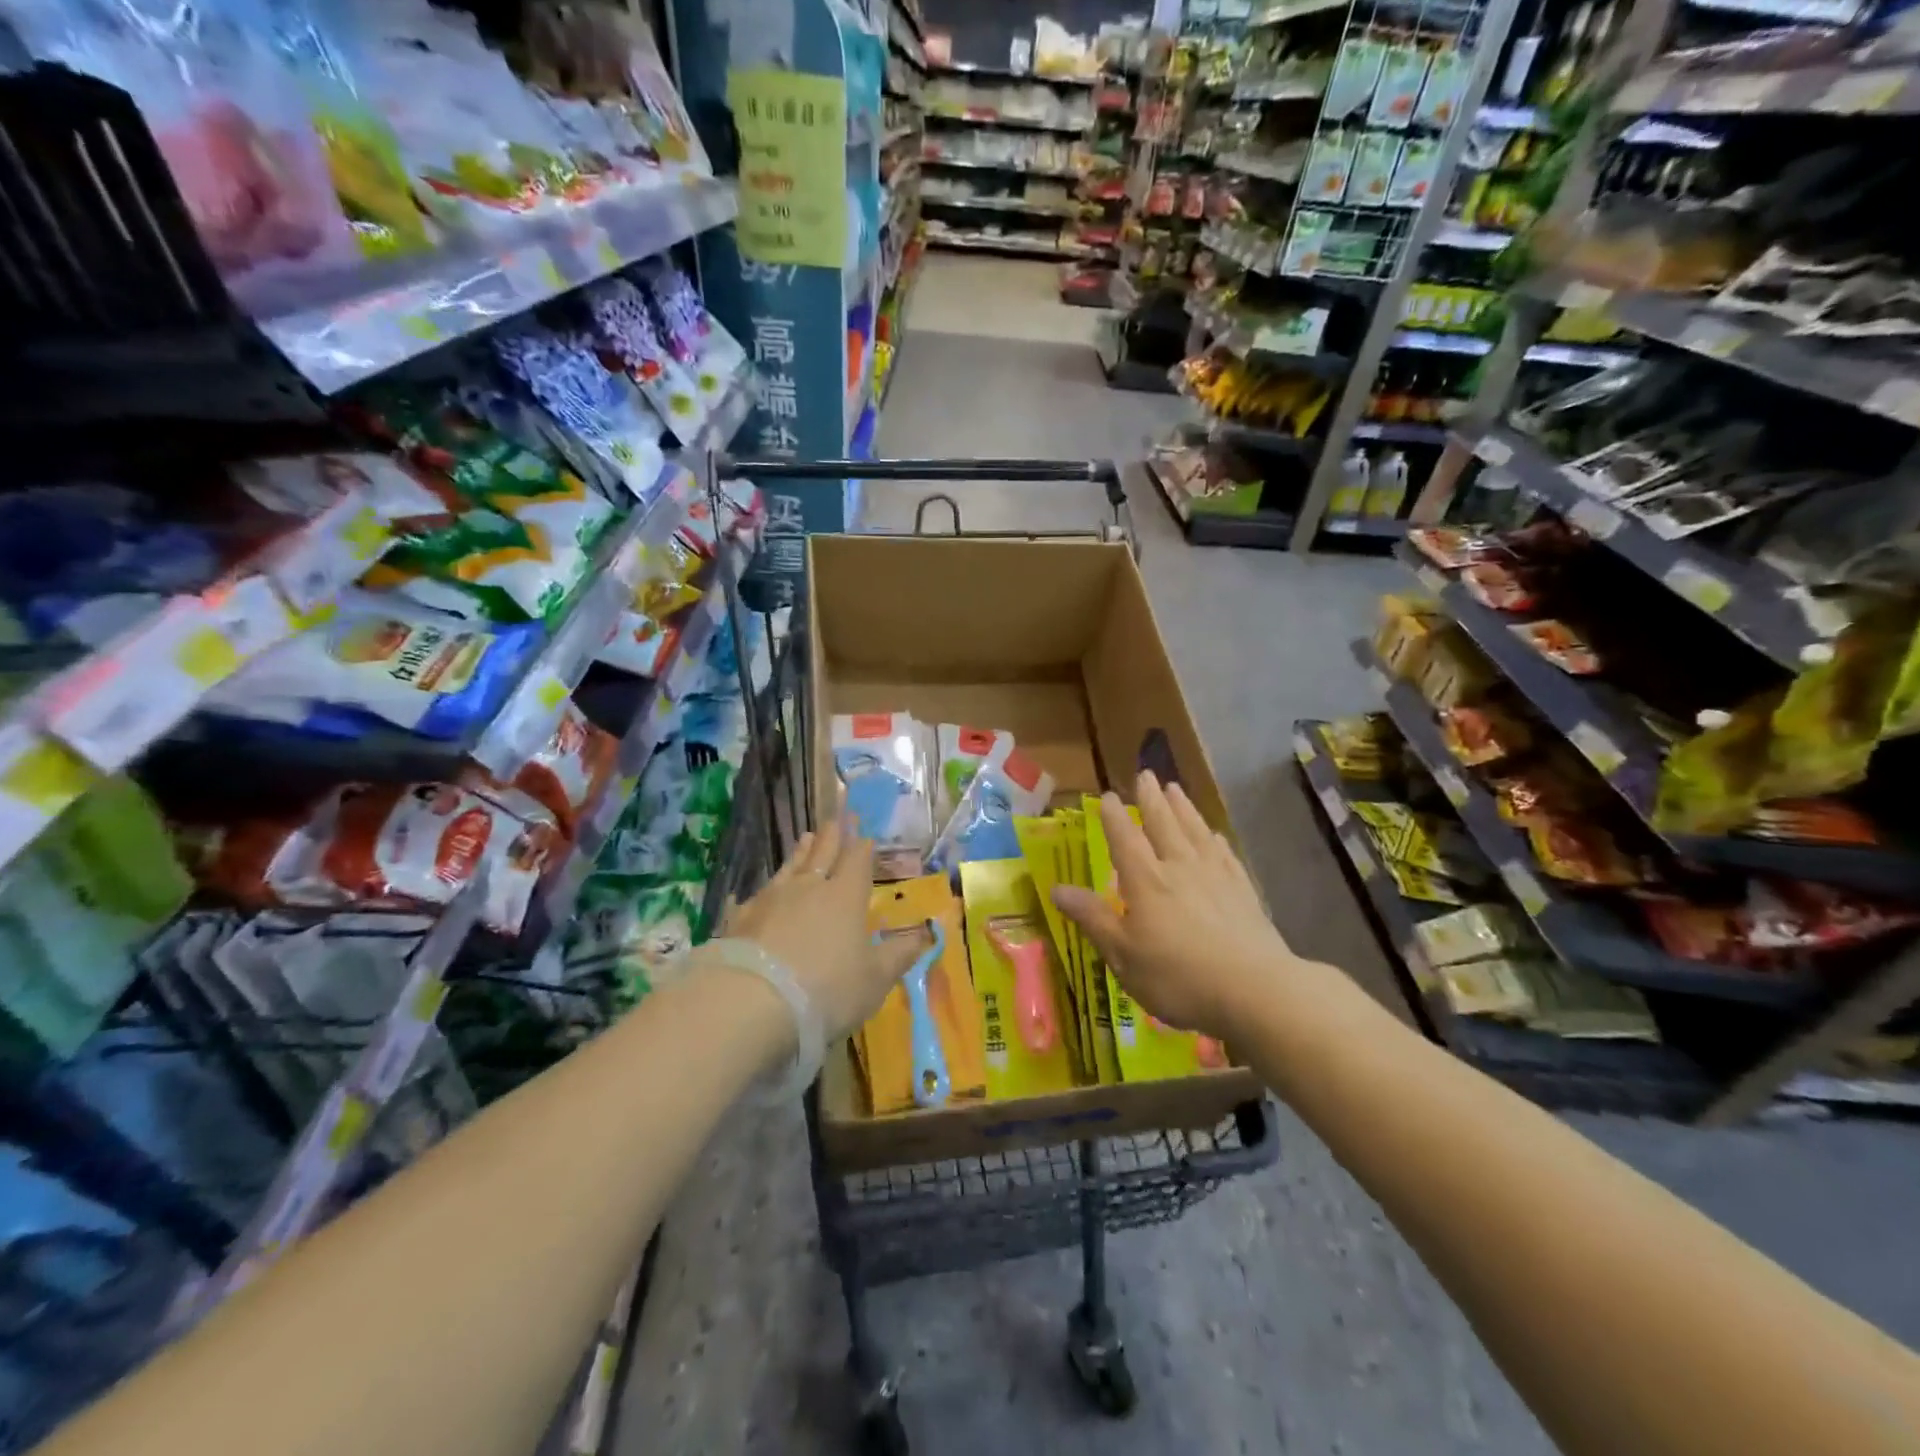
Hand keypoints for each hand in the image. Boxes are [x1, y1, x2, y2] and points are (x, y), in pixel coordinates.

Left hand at [720, 813, 921, 1041]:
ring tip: (805, 837)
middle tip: (836, 817)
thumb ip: (899, 955)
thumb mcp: (875, 980)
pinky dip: (764, 889)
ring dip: (801, 852)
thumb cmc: (827, 989)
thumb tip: (925, 934)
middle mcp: (809, 888)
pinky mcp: (741, 919)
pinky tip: (759, 891)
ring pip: (790, 868)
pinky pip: (757, 895)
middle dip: (832, 836)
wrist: (751, 1002)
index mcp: (845, 897)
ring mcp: (772, 900)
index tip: (864, 833)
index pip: (857, 861)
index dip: (862, 847)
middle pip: (823, 854)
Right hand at [1052, 772, 1291, 1041]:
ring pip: (1195, 831)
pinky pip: (1225, 854)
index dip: (1114, 817)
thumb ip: (1092, 918)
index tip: (1108, 796)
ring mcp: (1216, 876)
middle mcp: (1179, 868)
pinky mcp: (1243, 891)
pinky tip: (1214, 834)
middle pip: (1163, 824)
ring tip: (1175, 788)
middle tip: (1146, 774)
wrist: (1255, 990)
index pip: (1125, 839)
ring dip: (1183, 808)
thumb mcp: (1123, 954)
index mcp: (1146, 881)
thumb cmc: (1178, 977)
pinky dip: (1215, 839)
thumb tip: (1057, 889)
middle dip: (1151, 799)